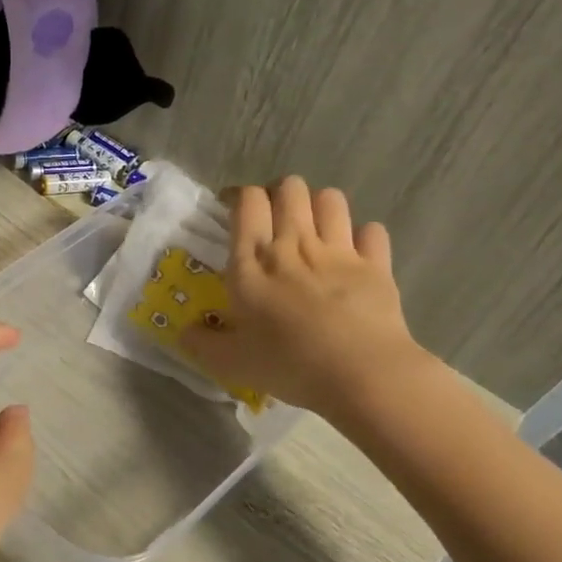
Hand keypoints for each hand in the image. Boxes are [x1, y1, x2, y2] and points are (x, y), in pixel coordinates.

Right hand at [182, 176, 426, 416]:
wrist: (361, 375)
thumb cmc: (288, 363)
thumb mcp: (229, 361)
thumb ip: (201, 343)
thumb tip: (184, 332)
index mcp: (252, 260)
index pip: (247, 200)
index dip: (240, 195)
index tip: (233, 209)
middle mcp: (293, 243)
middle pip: (290, 187)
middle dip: (280, 193)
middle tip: (273, 217)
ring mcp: (339, 251)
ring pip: (330, 198)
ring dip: (320, 206)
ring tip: (314, 228)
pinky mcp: (377, 265)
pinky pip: (372, 230)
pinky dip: (363, 236)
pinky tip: (356, 253)